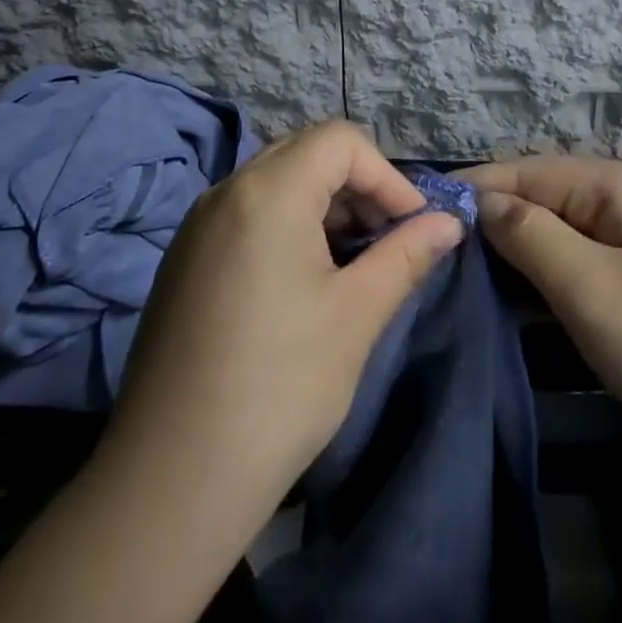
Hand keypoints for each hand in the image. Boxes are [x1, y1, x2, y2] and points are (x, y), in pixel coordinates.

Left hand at [112, 121, 465, 502]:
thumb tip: (449, 223)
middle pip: (305, 153)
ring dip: (324, 206)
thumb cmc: (280, 387)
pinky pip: (246, 213)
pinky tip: (303, 281)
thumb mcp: (356, 315)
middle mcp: (225, 192)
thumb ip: (406, 255)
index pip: (340, 142)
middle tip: (385, 240)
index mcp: (266, 192)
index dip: (386, 176)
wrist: (172, 480)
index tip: (411, 226)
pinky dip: (288, 225)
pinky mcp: (184, 260)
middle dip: (357, 187)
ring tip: (351, 263)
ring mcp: (197, 225)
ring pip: (275, 182)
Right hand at [462, 157, 621, 466]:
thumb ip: (529, 236)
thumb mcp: (590, 289)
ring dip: (522, 251)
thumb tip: (483, 202)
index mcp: (620, 182)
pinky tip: (526, 297)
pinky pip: (591, 260)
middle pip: (546, 196)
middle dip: (494, 223)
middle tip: (439, 256)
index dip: (473, 189)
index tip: (419, 214)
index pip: (526, 170)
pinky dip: (554, 274)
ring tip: (469, 278)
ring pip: (567, 231)